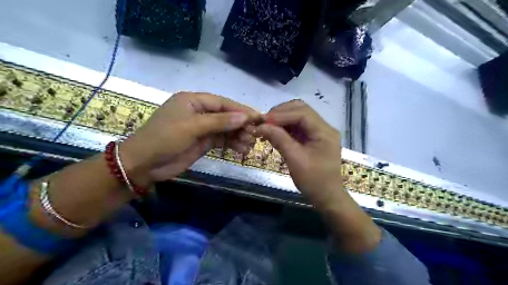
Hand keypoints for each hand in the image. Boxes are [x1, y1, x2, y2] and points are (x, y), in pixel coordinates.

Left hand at [120, 92, 258, 186]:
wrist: (143, 164)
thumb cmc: (164, 139)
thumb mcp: (192, 127)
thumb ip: (219, 121)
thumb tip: (245, 117)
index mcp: (193, 101)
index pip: (222, 103)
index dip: (240, 110)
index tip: (258, 118)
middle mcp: (199, 112)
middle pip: (226, 115)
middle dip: (241, 125)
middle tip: (255, 135)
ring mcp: (201, 128)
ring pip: (225, 129)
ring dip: (238, 135)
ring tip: (250, 145)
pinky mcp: (202, 142)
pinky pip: (221, 140)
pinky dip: (231, 144)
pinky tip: (241, 149)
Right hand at [250, 100, 343, 206]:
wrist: (327, 197)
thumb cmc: (313, 181)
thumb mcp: (295, 160)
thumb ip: (279, 139)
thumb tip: (260, 126)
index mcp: (325, 132)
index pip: (302, 113)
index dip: (280, 114)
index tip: (262, 120)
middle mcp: (324, 127)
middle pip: (301, 109)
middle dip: (281, 113)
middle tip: (264, 122)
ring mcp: (319, 131)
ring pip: (298, 115)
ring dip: (282, 118)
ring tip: (267, 125)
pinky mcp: (313, 137)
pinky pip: (298, 125)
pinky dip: (285, 126)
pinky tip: (275, 131)